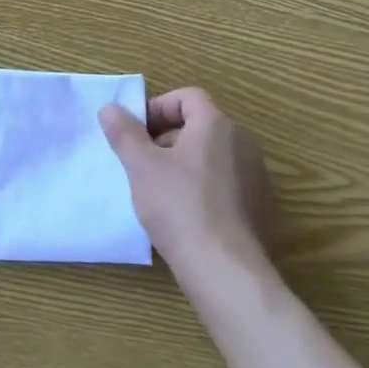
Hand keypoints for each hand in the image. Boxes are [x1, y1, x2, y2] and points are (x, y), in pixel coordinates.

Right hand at [100, 88, 272, 273]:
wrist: (225, 270)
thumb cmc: (179, 206)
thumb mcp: (141, 165)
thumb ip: (124, 132)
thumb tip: (110, 108)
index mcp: (216, 125)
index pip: (187, 97)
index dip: (158, 108)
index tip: (136, 133)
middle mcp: (242, 143)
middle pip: (199, 126)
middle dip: (166, 138)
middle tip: (141, 162)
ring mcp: (254, 177)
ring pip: (210, 157)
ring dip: (182, 165)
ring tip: (158, 191)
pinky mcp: (258, 208)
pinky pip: (224, 184)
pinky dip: (201, 189)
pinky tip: (183, 216)